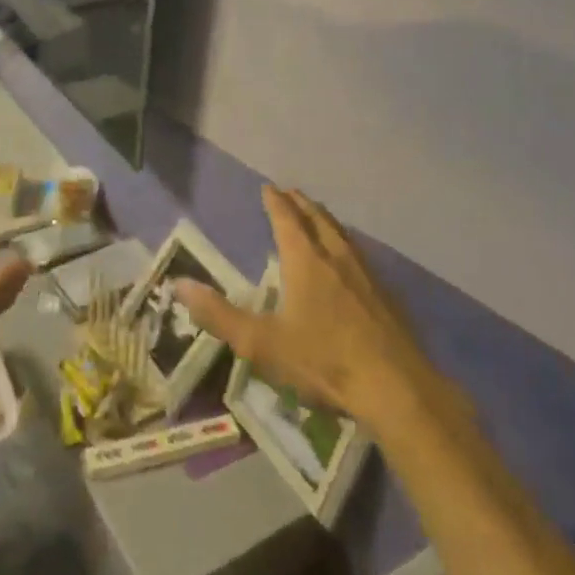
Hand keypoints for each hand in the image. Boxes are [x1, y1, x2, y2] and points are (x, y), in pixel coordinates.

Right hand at [175, 185, 469, 434]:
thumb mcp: (261, 343)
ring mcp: (366, 274)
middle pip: (318, 219)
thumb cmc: (323, 361)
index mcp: (305, 261)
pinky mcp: (386, 294)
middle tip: (291, 193)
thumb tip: (179, 285)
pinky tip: (350, 259)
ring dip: (325, 219)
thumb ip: (219, 315)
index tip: (268, 187)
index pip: (286, 220)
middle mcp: (336, 257)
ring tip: (318, 215)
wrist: (395, 387)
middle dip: (301, 204)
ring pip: (342, 234)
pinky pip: (360, 254)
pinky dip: (346, 243)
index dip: (275, 202)